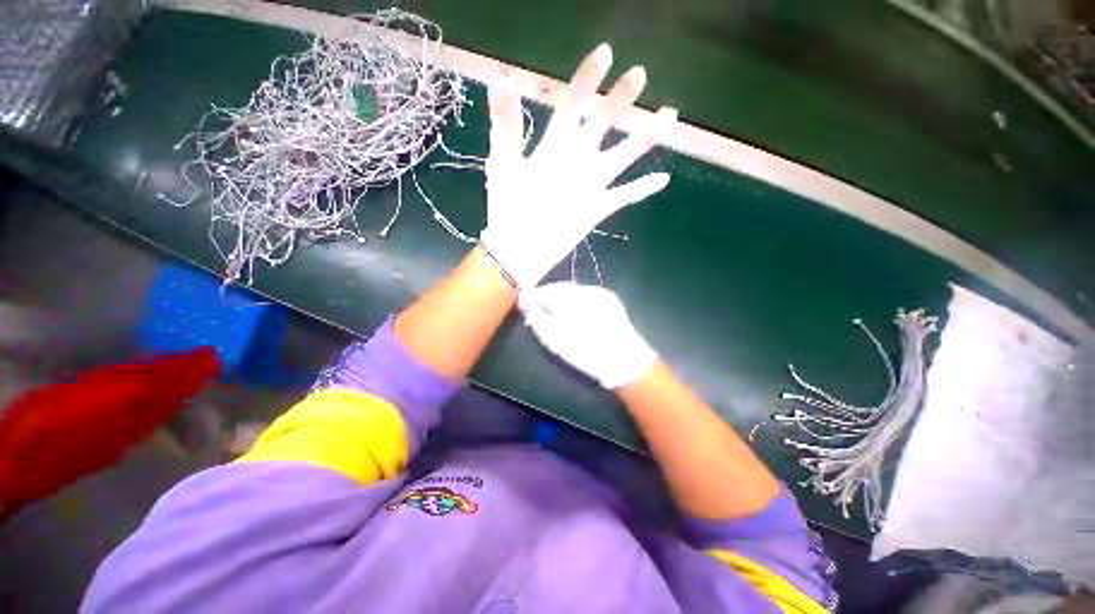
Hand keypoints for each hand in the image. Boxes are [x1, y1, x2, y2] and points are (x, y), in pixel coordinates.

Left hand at [480, 43, 677, 288]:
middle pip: (603, 122)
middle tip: (639, 74)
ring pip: (623, 155)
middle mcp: (577, 158)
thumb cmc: (508, 207)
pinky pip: (625, 196)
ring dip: (645, 137)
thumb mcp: (505, 164)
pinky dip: (642, 188)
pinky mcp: (598, 207)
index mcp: (555, 144)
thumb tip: (500, 80)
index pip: (573, 104)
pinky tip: (663, 179)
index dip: (587, 79)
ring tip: (669, 115)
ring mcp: (590, 183)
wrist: (520, 247)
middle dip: (620, 99)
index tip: (606, 53)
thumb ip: (506, 126)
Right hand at [520, 282, 657, 388]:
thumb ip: (538, 322)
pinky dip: (573, 297)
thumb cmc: (587, 353)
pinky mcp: (608, 296)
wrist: (625, 359)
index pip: (544, 291)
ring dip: (559, 295)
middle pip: (558, 287)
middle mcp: (583, 290)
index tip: (522, 302)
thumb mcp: (556, 342)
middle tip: (535, 304)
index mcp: (569, 301)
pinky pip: (584, 292)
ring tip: (551, 307)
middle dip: (545, 294)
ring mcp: (598, 291)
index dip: (531, 296)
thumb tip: (527, 308)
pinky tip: (571, 308)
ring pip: (571, 288)